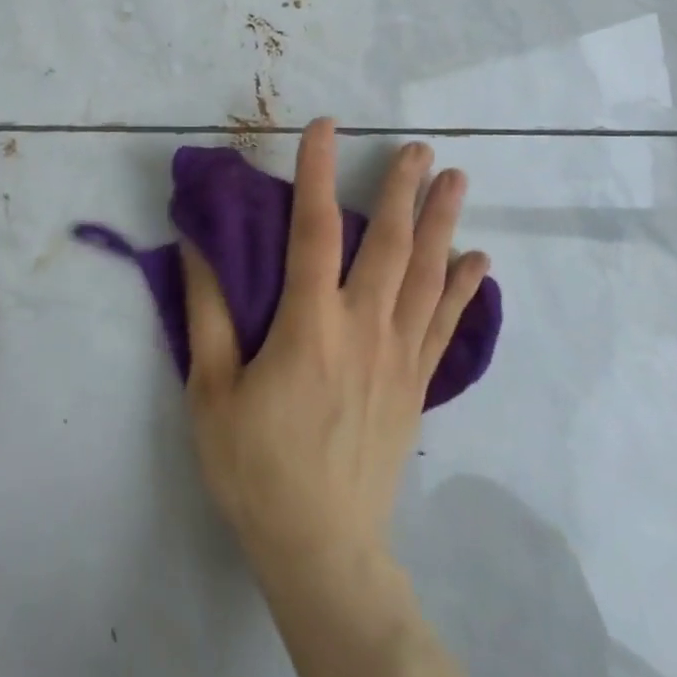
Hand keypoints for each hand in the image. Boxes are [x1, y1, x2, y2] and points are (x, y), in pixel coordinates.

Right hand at [180, 119, 488, 585]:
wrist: (321, 549)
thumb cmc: (255, 467)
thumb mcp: (211, 390)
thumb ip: (207, 311)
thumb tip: (197, 244)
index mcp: (310, 326)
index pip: (314, 230)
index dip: (319, 172)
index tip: (326, 126)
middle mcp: (363, 329)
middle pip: (390, 244)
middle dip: (404, 189)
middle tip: (418, 147)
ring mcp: (399, 357)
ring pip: (428, 276)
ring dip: (443, 223)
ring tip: (457, 179)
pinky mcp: (417, 385)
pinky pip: (446, 325)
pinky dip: (464, 289)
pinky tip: (478, 261)